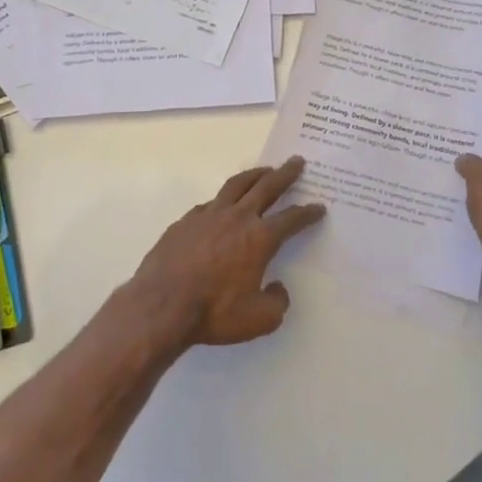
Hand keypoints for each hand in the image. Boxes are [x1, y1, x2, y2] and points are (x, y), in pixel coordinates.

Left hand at [131, 157, 326, 346]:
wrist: (162, 305)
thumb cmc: (215, 312)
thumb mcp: (259, 320)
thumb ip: (277, 303)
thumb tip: (278, 288)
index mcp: (260, 238)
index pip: (291, 219)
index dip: (308, 213)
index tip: (318, 207)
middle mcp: (238, 217)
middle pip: (267, 187)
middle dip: (285, 174)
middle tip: (296, 161)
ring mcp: (209, 214)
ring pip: (237, 185)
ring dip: (255, 175)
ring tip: (265, 170)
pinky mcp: (186, 220)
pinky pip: (211, 203)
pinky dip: (224, 199)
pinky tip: (223, 204)